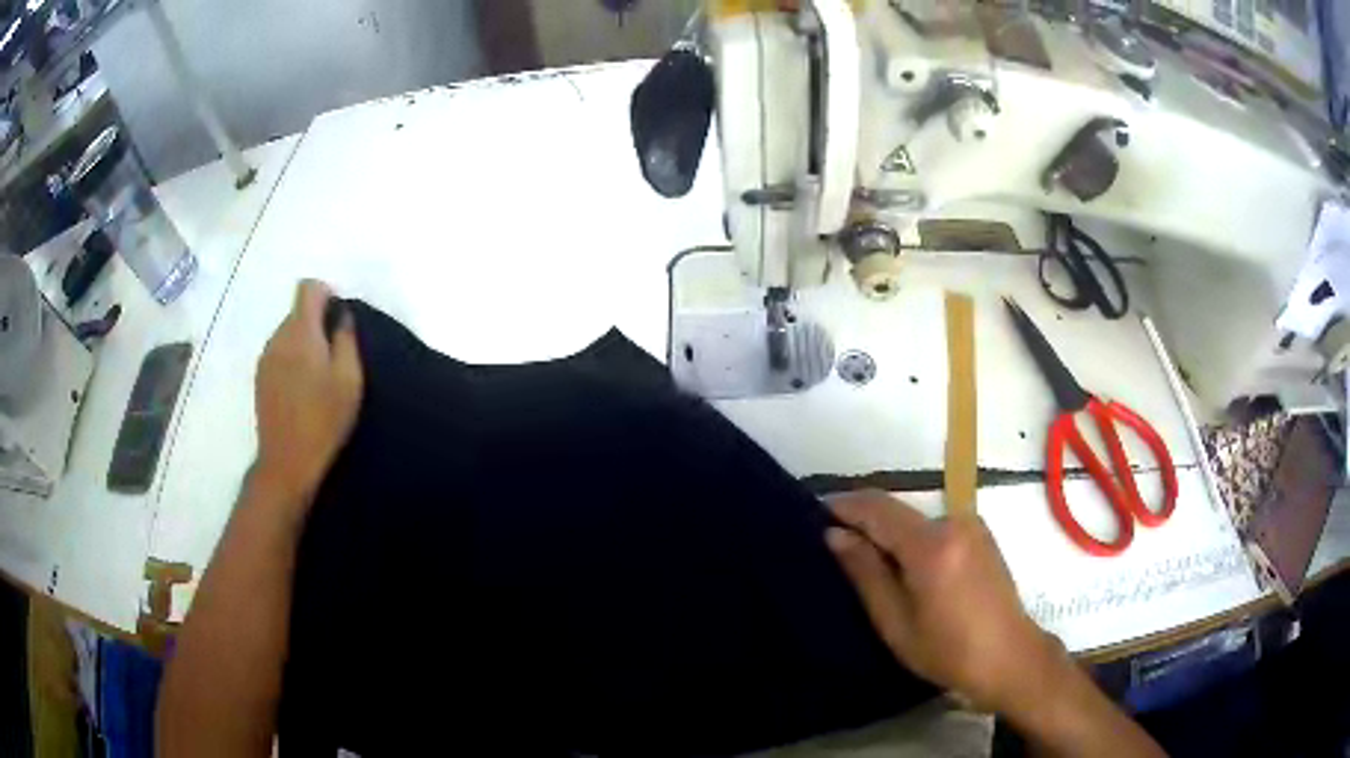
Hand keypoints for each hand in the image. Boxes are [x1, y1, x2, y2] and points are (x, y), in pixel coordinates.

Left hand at [253, 280, 362, 508]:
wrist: (287, 461)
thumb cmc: (324, 420)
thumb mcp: (349, 380)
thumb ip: (346, 340)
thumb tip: (341, 317)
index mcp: (301, 332)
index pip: (308, 288)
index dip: (325, 294)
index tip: (338, 319)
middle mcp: (278, 337)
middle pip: (298, 311)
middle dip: (317, 323)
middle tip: (335, 356)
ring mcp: (265, 358)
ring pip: (288, 334)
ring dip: (304, 343)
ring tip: (318, 377)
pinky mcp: (260, 378)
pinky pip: (279, 353)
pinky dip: (292, 360)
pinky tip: (302, 390)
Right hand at [825, 492, 1069, 719]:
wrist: (1009, 657)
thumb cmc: (947, 650)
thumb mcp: (895, 621)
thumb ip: (865, 572)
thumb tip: (835, 534)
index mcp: (931, 544)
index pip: (877, 508)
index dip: (844, 506)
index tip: (814, 512)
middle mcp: (954, 521)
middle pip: (898, 510)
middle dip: (865, 521)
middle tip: (835, 543)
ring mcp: (972, 526)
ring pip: (917, 519)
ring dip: (890, 532)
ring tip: (867, 560)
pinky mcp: (982, 535)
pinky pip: (937, 527)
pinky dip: (913, 538)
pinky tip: (905, 566)